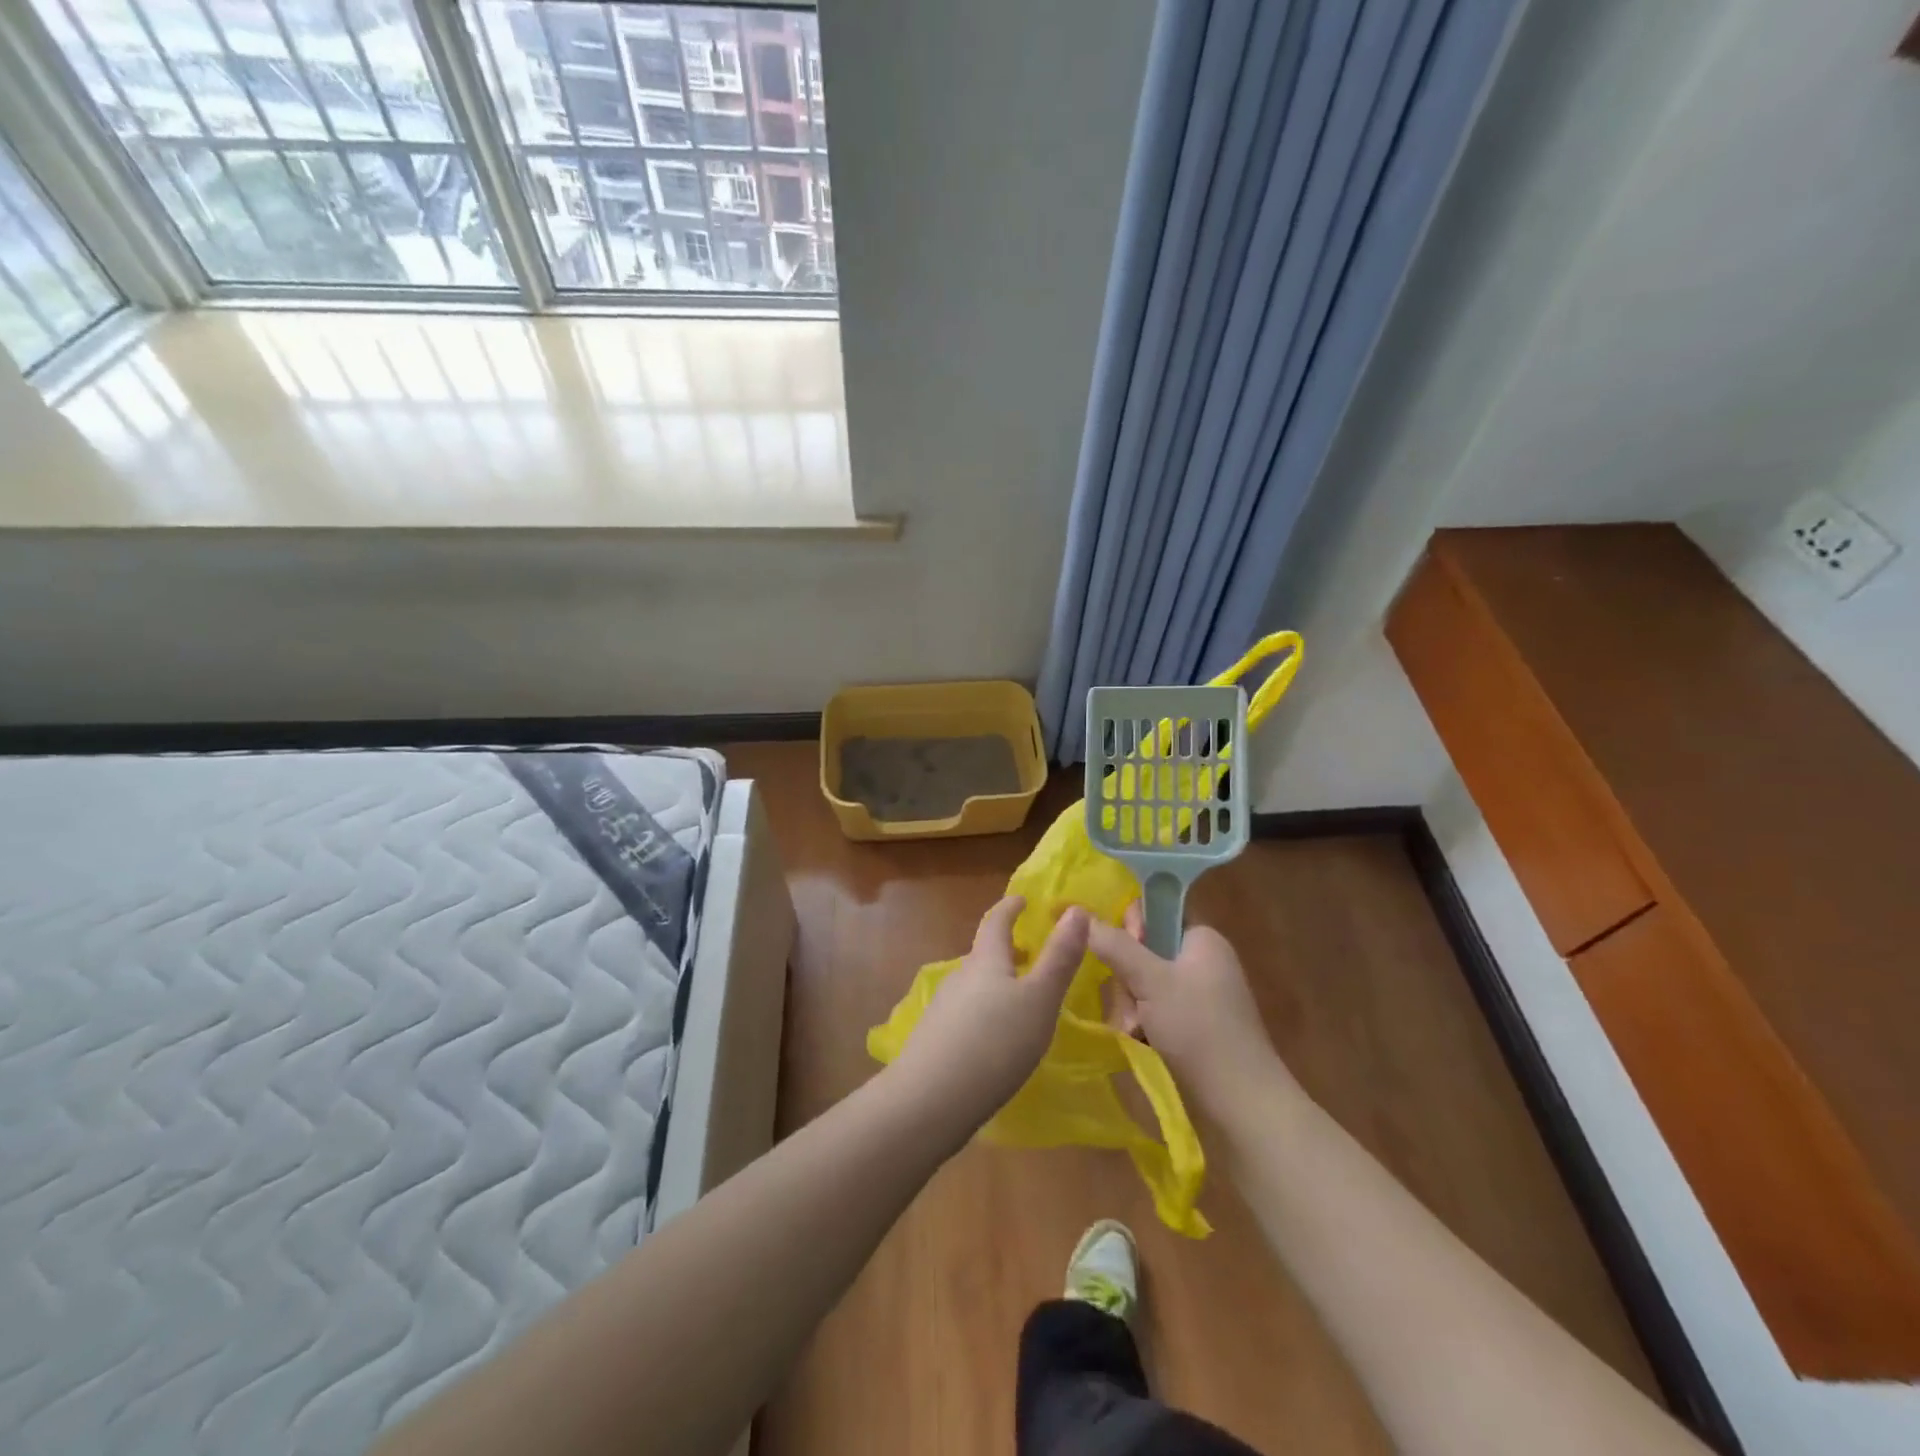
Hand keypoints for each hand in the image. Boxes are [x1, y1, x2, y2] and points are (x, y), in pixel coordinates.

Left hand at [892, 897, 1086, 1137]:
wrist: (931, 1099)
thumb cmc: (995, 1041)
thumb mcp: (1040, 999)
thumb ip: (1059, 957)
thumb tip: (1076, 910)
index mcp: (985, 960)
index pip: (996, 921)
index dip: (1010, 907)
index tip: (1022, 899)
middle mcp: (960, 976)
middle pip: (984, 954)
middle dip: (1007, 950)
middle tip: (1033, 954)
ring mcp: (943, 1009)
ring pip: (975, 986)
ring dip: (997, 984)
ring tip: (1021, 1000)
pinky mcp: (936, 1040)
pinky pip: (966, 1015)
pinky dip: (985, 1014)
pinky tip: (997, 1039)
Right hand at [1087, 907, 1297, 1118]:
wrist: (1242, 1105)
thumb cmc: (1199, 1029)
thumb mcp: (1151, 981)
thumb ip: (1115, 945)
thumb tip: (1080, 913)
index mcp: (1201, 939)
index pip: (1155, 912)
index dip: (1131, 928)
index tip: (1118, 954)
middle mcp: (1201, 961)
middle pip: (1143, 951)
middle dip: (1126, 979)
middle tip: (1129, 1006)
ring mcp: (1198, 996)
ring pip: (1144, 984)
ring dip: (1130, 1006)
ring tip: (1133, 1032)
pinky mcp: (1193, 1026)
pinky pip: (1154, 1010)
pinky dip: (1143, 1024)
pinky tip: (1139, 1042)